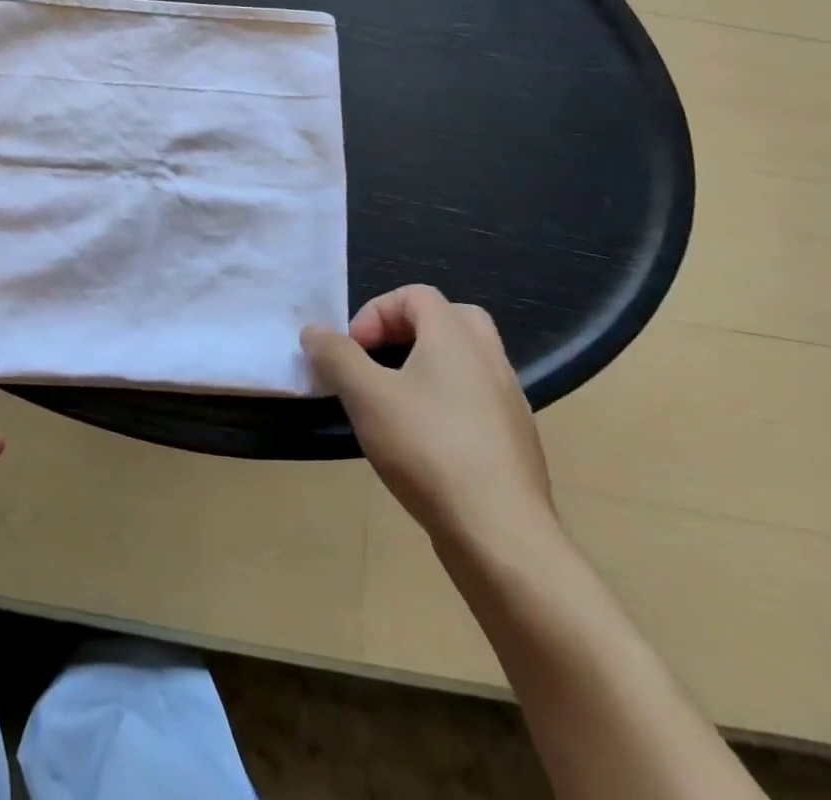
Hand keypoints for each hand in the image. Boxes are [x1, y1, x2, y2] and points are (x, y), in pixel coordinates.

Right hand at [302, 286, 555, 552]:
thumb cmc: (428, 450)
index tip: (353, 350)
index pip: (416, 295)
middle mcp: (489, 359)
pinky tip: (425, 440)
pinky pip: (478, 399)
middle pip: (450, 319)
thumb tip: (315, 332)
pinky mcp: (516, 441)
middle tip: (380, 360)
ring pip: (467, 360)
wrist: (502, 535)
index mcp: (455, 337)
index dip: (376, 311)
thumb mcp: (365, 396)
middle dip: (408, 330)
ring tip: (395, 401)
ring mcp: (510, 401)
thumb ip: (336, 356)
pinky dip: (449, 401)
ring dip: (429, 366)